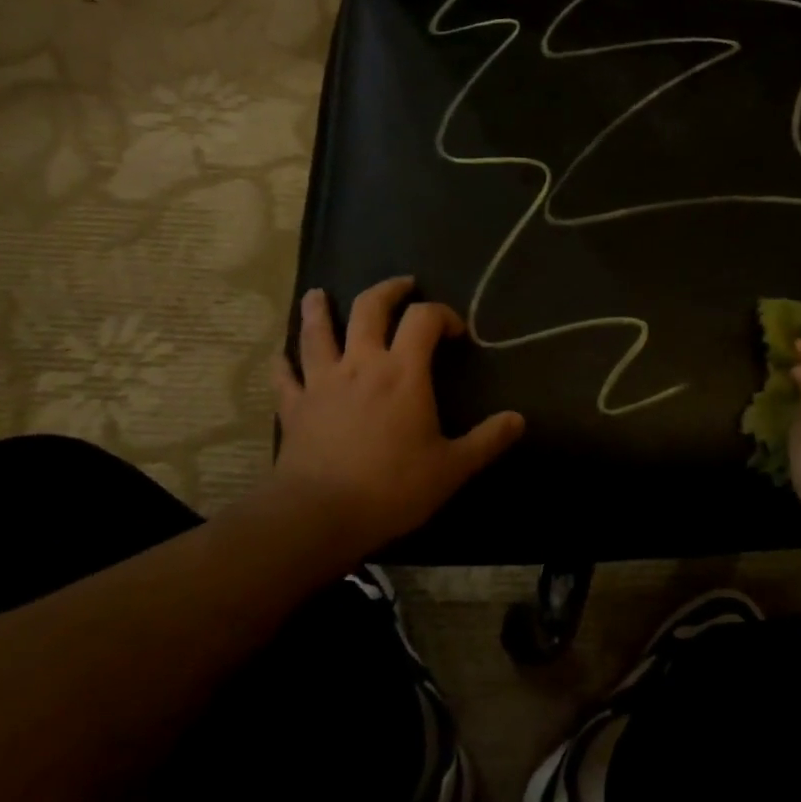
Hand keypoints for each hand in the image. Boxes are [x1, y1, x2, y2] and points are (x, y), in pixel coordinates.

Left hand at [271, 277, 524, 553]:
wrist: (318, 516)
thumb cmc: (391, 487)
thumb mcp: (451, 469)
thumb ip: (487, 441)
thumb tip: (519, 420)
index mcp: (403, 372)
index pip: (424, 319)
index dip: (442, 314)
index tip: (455, 331)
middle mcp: (362, 364)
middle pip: (370, 308)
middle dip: (388, 291)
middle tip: (402, 285)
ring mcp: (323, 382)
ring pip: (318, 332)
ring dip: (319, 310)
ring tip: (318, 294)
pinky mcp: (295, 407)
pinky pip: (286, 377)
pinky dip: (284, 363)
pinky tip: (281, 356)